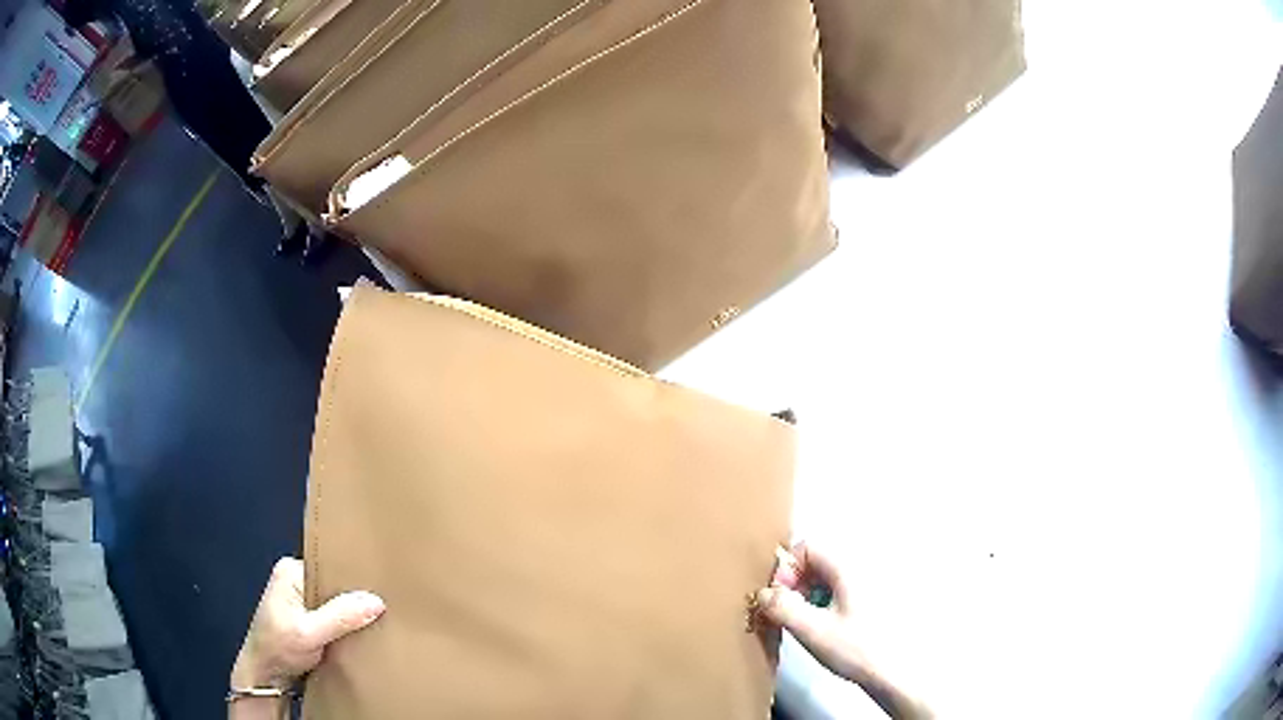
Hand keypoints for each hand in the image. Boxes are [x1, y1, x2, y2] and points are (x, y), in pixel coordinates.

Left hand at [231, 558, 384, 690]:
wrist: (264, 679)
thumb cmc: (278, 650)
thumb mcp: (309, 633)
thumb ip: (340, 617)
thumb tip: (377, 601)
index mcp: (290, 570)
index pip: (330, 567)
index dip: (355, 579)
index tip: (383, 589)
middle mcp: (295, 579)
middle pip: (335, 586)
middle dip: (356, 600)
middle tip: (388, 608)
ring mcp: (301, 601)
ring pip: (337, 605)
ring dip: (353, 617)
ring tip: (381, 622)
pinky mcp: (308, 621)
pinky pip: (335, 618)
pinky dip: (347, 628)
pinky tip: (364, 635)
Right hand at [755, 543, 932, 719]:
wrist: (895, 672)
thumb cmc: (856, 648)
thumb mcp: (812, 630)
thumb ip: (782, 608)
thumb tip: (762, 593)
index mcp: (846, 568)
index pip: (807, 546)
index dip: (786, 568)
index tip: (779, 598)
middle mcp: (858, 569)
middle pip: (815, 562)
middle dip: (793, 584)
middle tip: (784, 614)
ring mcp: (865, 587)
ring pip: (825, 579)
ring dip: (805, 596)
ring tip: (800, 624)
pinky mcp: (868, 604)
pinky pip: (836, 592)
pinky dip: (820, 604)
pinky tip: (820, 630)